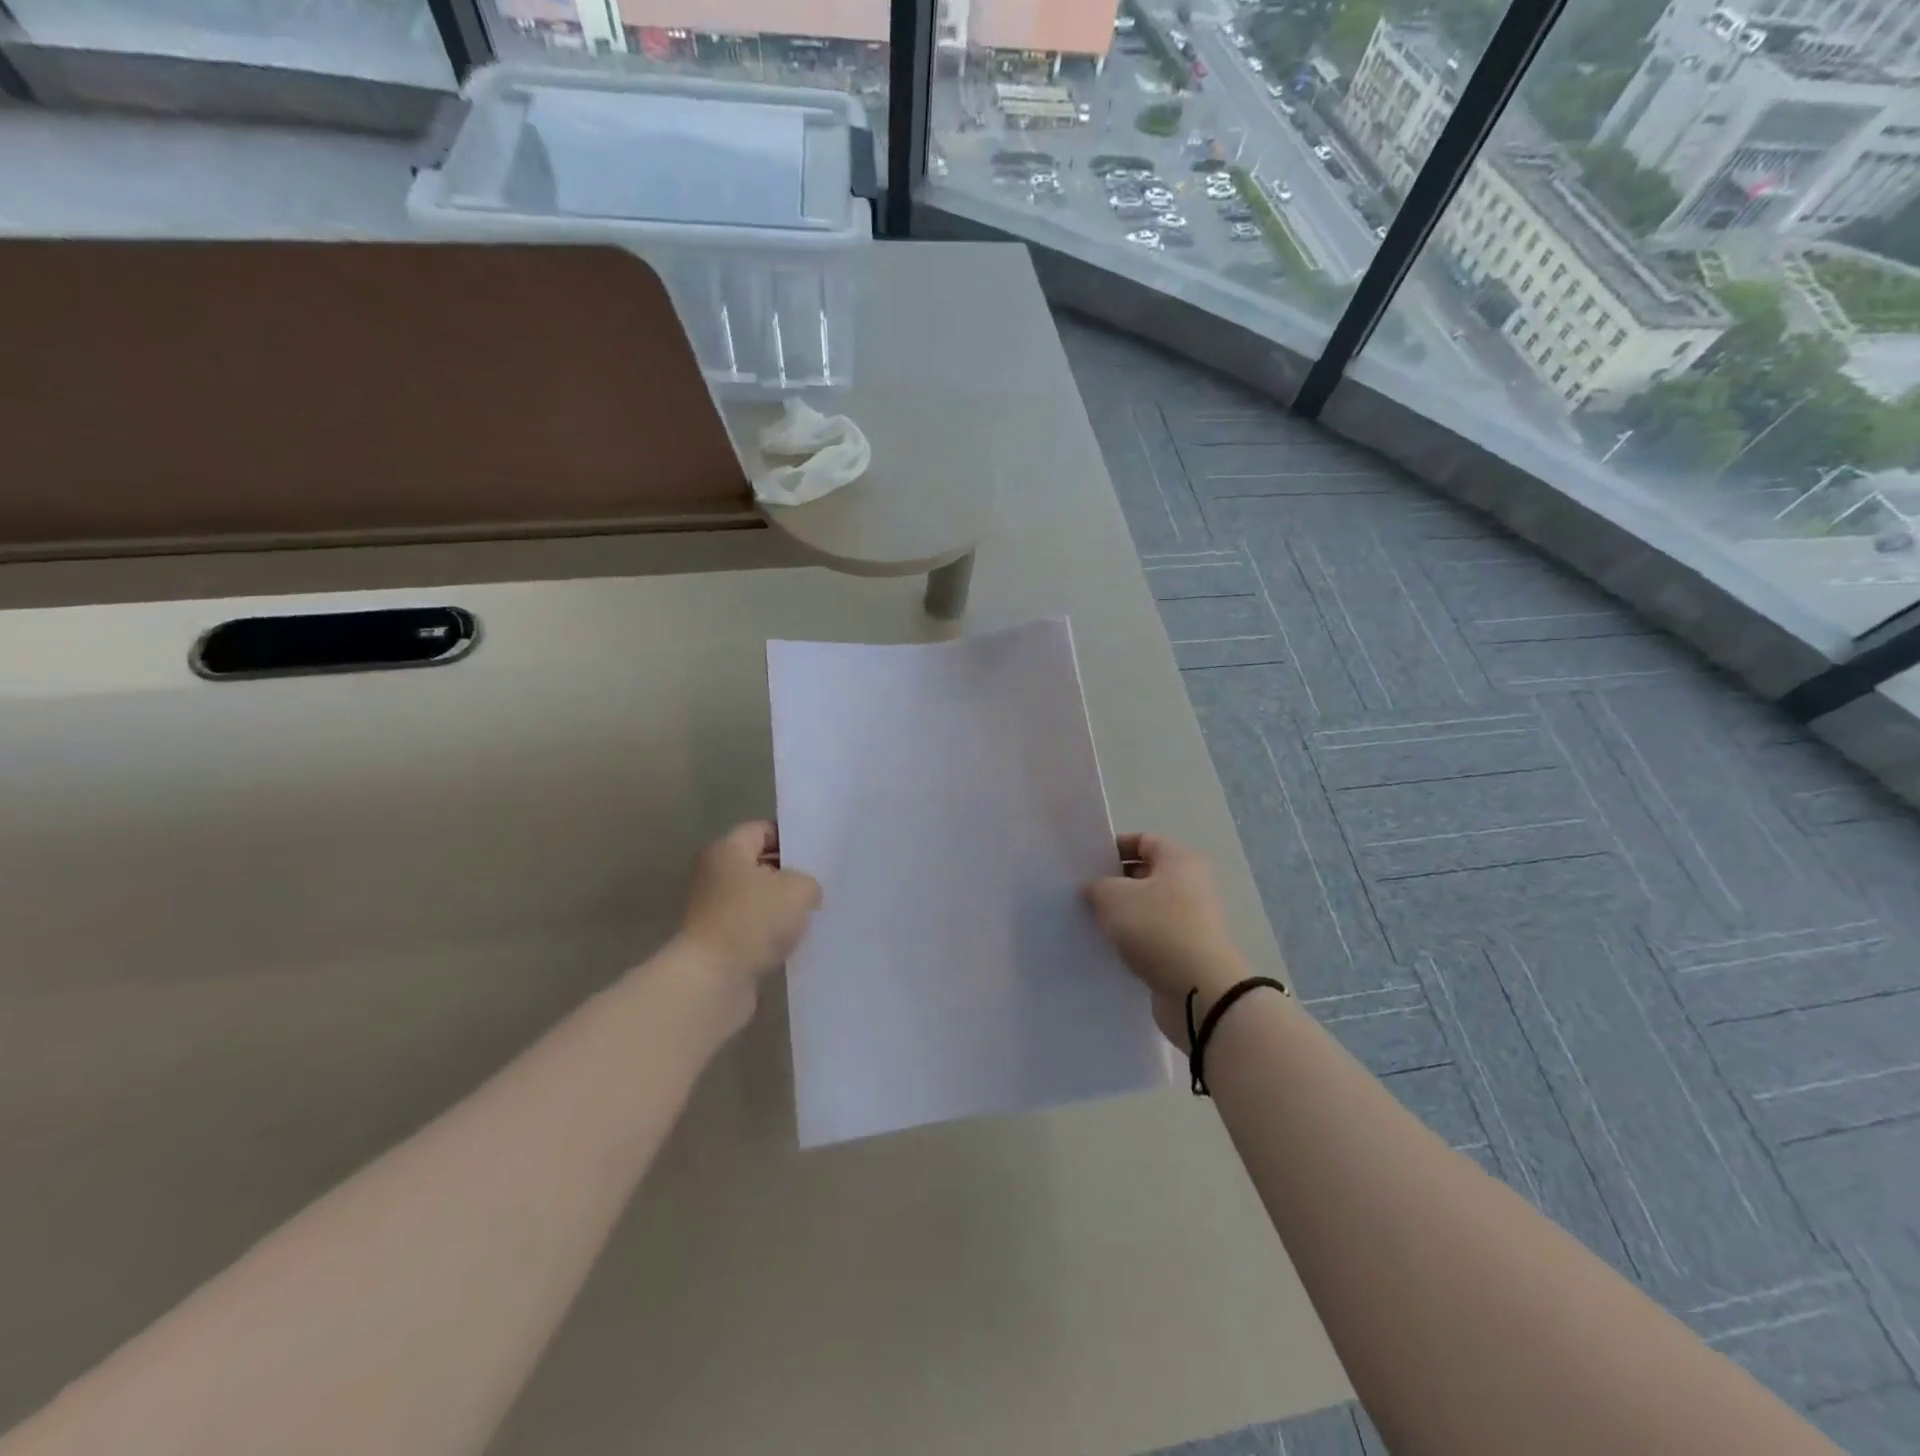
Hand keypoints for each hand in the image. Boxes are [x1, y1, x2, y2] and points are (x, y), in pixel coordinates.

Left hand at [678, 822, 821, 989]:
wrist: (713, 980)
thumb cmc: (753, 920)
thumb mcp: (798, 889)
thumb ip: (809, 881)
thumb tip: (805, 892)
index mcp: (726, 850)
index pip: (761, 830)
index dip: (790, 838)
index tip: (817, 853)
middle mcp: (714, 875)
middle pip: (758, 865)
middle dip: (789, 874)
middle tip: (821, 883)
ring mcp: (713, 911)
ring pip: (757, 899)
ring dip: (782, 908)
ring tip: (813, 914)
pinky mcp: (719, 942)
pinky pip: (752, 928)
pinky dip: (771, 934)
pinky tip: (796, 941)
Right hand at [1085, 833, 1248, 1047]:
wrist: (1198, 989)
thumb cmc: (1156, 928)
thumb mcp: (1113, 897)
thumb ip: (1097, 886)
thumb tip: (1094, 888)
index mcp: (1179, 860)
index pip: (1143, 841)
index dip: (1114, 847)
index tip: (1087, 863)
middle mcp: (1191, 885)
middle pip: (1146, 874)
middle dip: (1114, 883)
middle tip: (1083, 894)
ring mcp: (1192, 920)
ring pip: (1148, 908)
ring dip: (1122, 914)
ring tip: (1091, 922)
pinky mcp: (1187, 950)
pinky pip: (1154, 936)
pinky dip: (1133, 939)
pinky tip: (1109, 948)